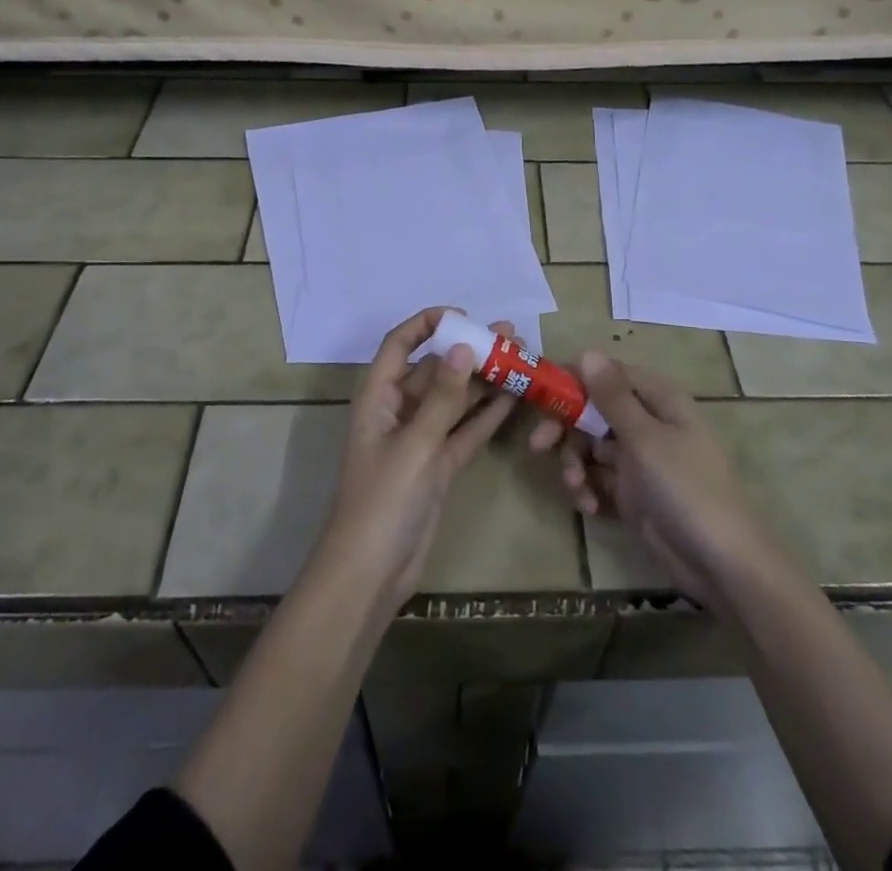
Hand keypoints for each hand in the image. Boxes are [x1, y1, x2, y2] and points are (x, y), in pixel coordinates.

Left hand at [310, 307, 514, 613]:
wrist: (370, 574)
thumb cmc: (382, 501)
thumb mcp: (414, 445)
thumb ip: (443, 398)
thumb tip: (463, 347)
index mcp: (378, 398)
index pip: (398, 345)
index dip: (426, 324)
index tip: (464, 316)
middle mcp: (399, 411)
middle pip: (434, 369)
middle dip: (468, 350)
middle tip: (509, 334)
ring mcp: (420, 439)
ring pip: (455, 399)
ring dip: (483, 379)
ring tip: (520, 357)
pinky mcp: (438, 465)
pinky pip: (465, 430)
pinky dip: (486, 415)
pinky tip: (514, 397)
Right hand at [531, 352, 779, 610]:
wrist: (722, 564)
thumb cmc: (686, 489)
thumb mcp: (645, 439)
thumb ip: (612, 396)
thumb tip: (588, 351)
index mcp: (657, 400)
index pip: (607, 373)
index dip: (573, 381)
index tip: (541, 395)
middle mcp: (647, 423)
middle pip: (593, 411)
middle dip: (566, 428)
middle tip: (538, 445)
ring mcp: (640, 459)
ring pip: (591, 446)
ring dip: (576, 464)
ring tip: (577, 488)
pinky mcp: (633, 492)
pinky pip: (599, 478)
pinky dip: (589, 489)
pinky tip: (590, 507)